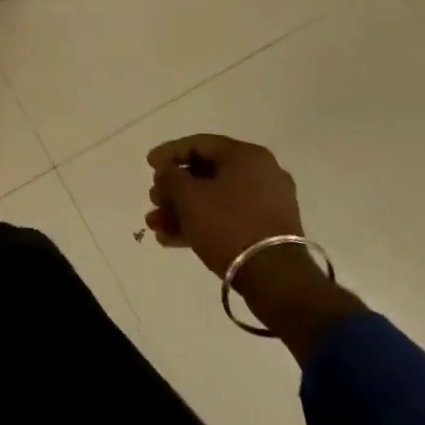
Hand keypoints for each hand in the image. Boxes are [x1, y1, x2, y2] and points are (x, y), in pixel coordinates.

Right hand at [146, 134, 362, 361]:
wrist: (276, 280)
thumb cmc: (228, 225)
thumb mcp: (188, 196)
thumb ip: (170, 176)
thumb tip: (168, 173)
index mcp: (246, 156)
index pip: (198, 144)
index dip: (168, 153)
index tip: (148, 166)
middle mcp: (261, 174)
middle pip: (205, 173)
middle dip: (173, 189)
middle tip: (153, 201)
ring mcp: (268, 204)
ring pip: (214, 199)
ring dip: (182, 210)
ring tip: (156, 226)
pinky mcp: (267, 231)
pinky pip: (227, 218)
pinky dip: (201, 224)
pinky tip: (172, 239)